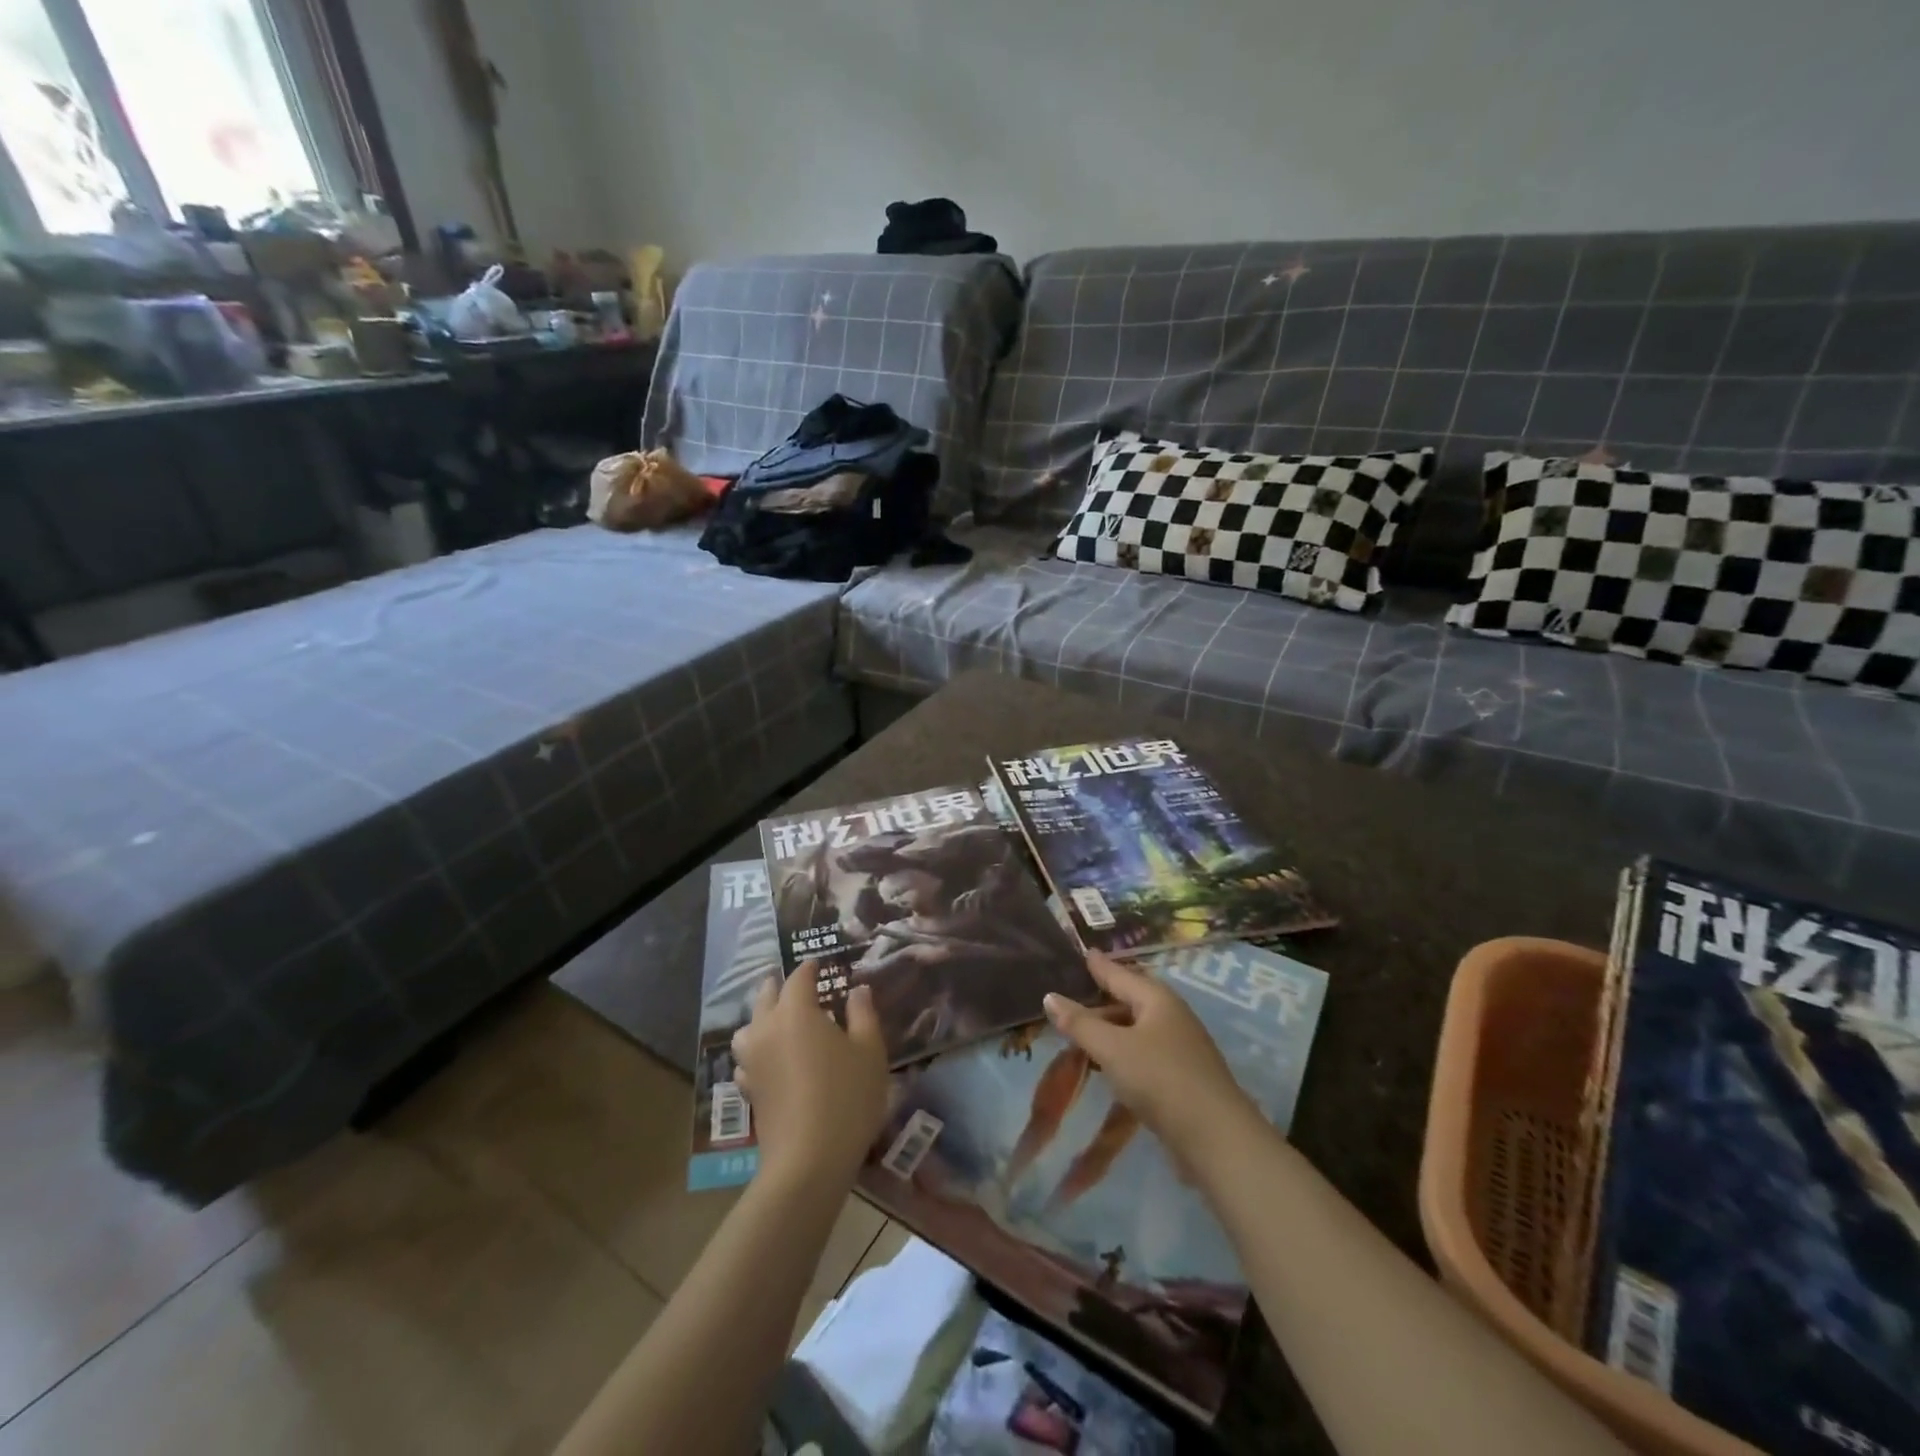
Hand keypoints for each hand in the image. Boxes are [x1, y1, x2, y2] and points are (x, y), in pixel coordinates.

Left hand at [731, 963, 890, 1189]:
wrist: (808, 1160)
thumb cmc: (847, 1097)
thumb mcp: (869, 1051)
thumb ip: (863, 1014)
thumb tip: (857, 990)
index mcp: (796, 1011)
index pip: (799, 977)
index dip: (811, 967)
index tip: (821, 964)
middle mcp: (767, 1027)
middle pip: (766, 995)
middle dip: (781, 986)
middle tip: (799, 986)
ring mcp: (752, 1059)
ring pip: (749, 1026)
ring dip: (762, 1016)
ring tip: (780, 1020)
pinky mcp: (748, 1087)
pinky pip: (747, 1057)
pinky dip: (757, 1050)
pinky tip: (770, 1060)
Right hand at [1044, 952, 1257, 1166]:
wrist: (1216, 1138)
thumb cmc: (1160, 1079)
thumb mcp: (1112, 1049)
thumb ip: (1080, 1024)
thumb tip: (1050, 996)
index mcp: (1157, 998)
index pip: (1119, 974)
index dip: (1098, 965)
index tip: (1084, 952)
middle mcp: (1171, 1015)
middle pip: (1130, 999)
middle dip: (1102, 999)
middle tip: (1072, 996)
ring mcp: (1180, 1046)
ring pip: (1137, 1028)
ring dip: (1111, 1029)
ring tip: (1082, 1032)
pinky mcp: (1183, 1076)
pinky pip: (1144, 1052)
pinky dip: (1123, 1052)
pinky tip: (1108, 1064)